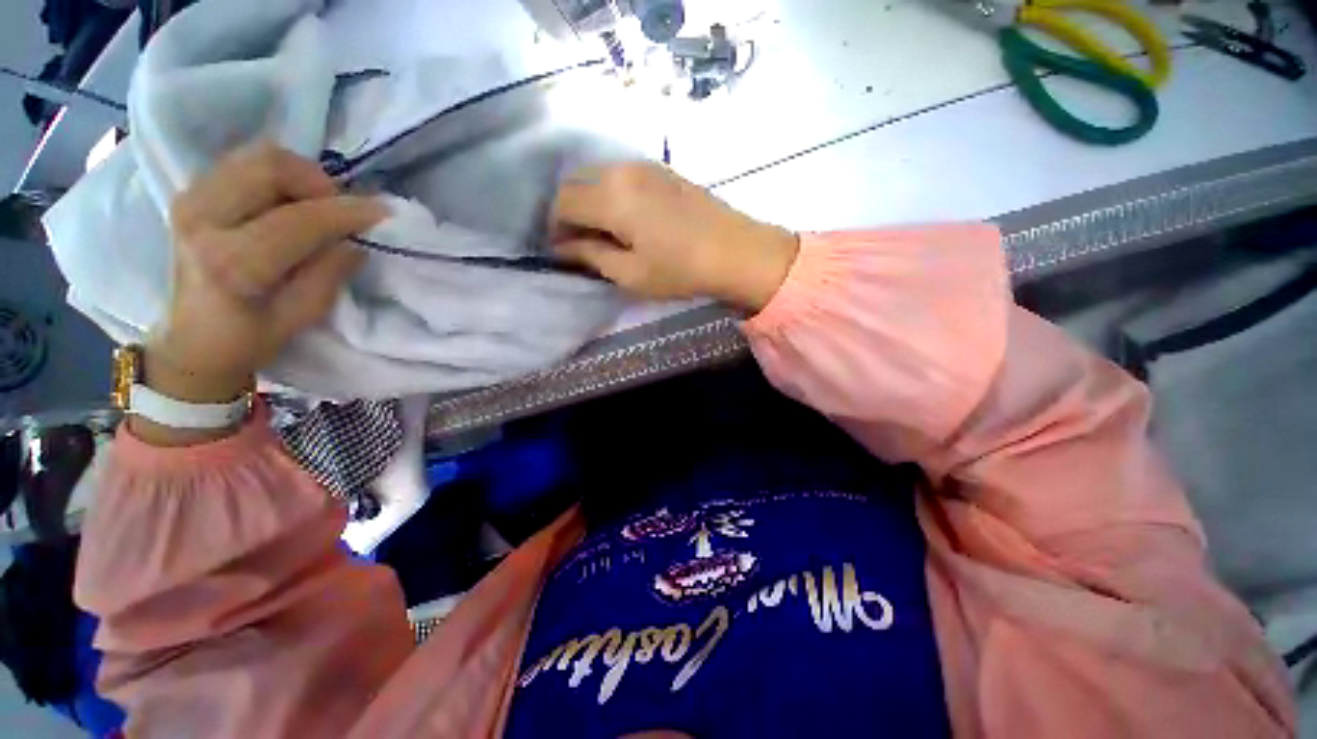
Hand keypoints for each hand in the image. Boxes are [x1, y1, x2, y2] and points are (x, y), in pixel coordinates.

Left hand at [136, 144, 384, 440]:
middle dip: (319, 182)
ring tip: (318, 206)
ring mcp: (191, 200)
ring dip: (300, 176)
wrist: (193, 339)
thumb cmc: (251, 336)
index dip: (346, 212)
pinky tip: (290, 202)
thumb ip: (330, 273)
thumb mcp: (303, 315)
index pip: (298, 220)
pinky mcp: (191, 193)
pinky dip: (278, 175)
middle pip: (269, 166)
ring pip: (257, 156)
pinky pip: (244, 162)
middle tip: (341, 209)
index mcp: (230, 262)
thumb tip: (357, 240)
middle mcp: (202, 219)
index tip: (383, 212)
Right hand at [550, 163, 798, 311]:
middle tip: (578, 243)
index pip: (562, 204)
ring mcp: (644, 165)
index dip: (554, 228)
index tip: (560, 251)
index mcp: (611, 197)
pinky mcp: (662, 169)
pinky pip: (621, 175)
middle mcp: (622, 170)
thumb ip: (591, 256)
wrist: (736, 251)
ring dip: (589, 201)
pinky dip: (610, 193)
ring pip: (597, 175)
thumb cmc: (680, 270)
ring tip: (600, 232)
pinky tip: (623, 217)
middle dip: (568, 212)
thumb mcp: (630, 273)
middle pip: (575, 183)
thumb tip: (562, 248)